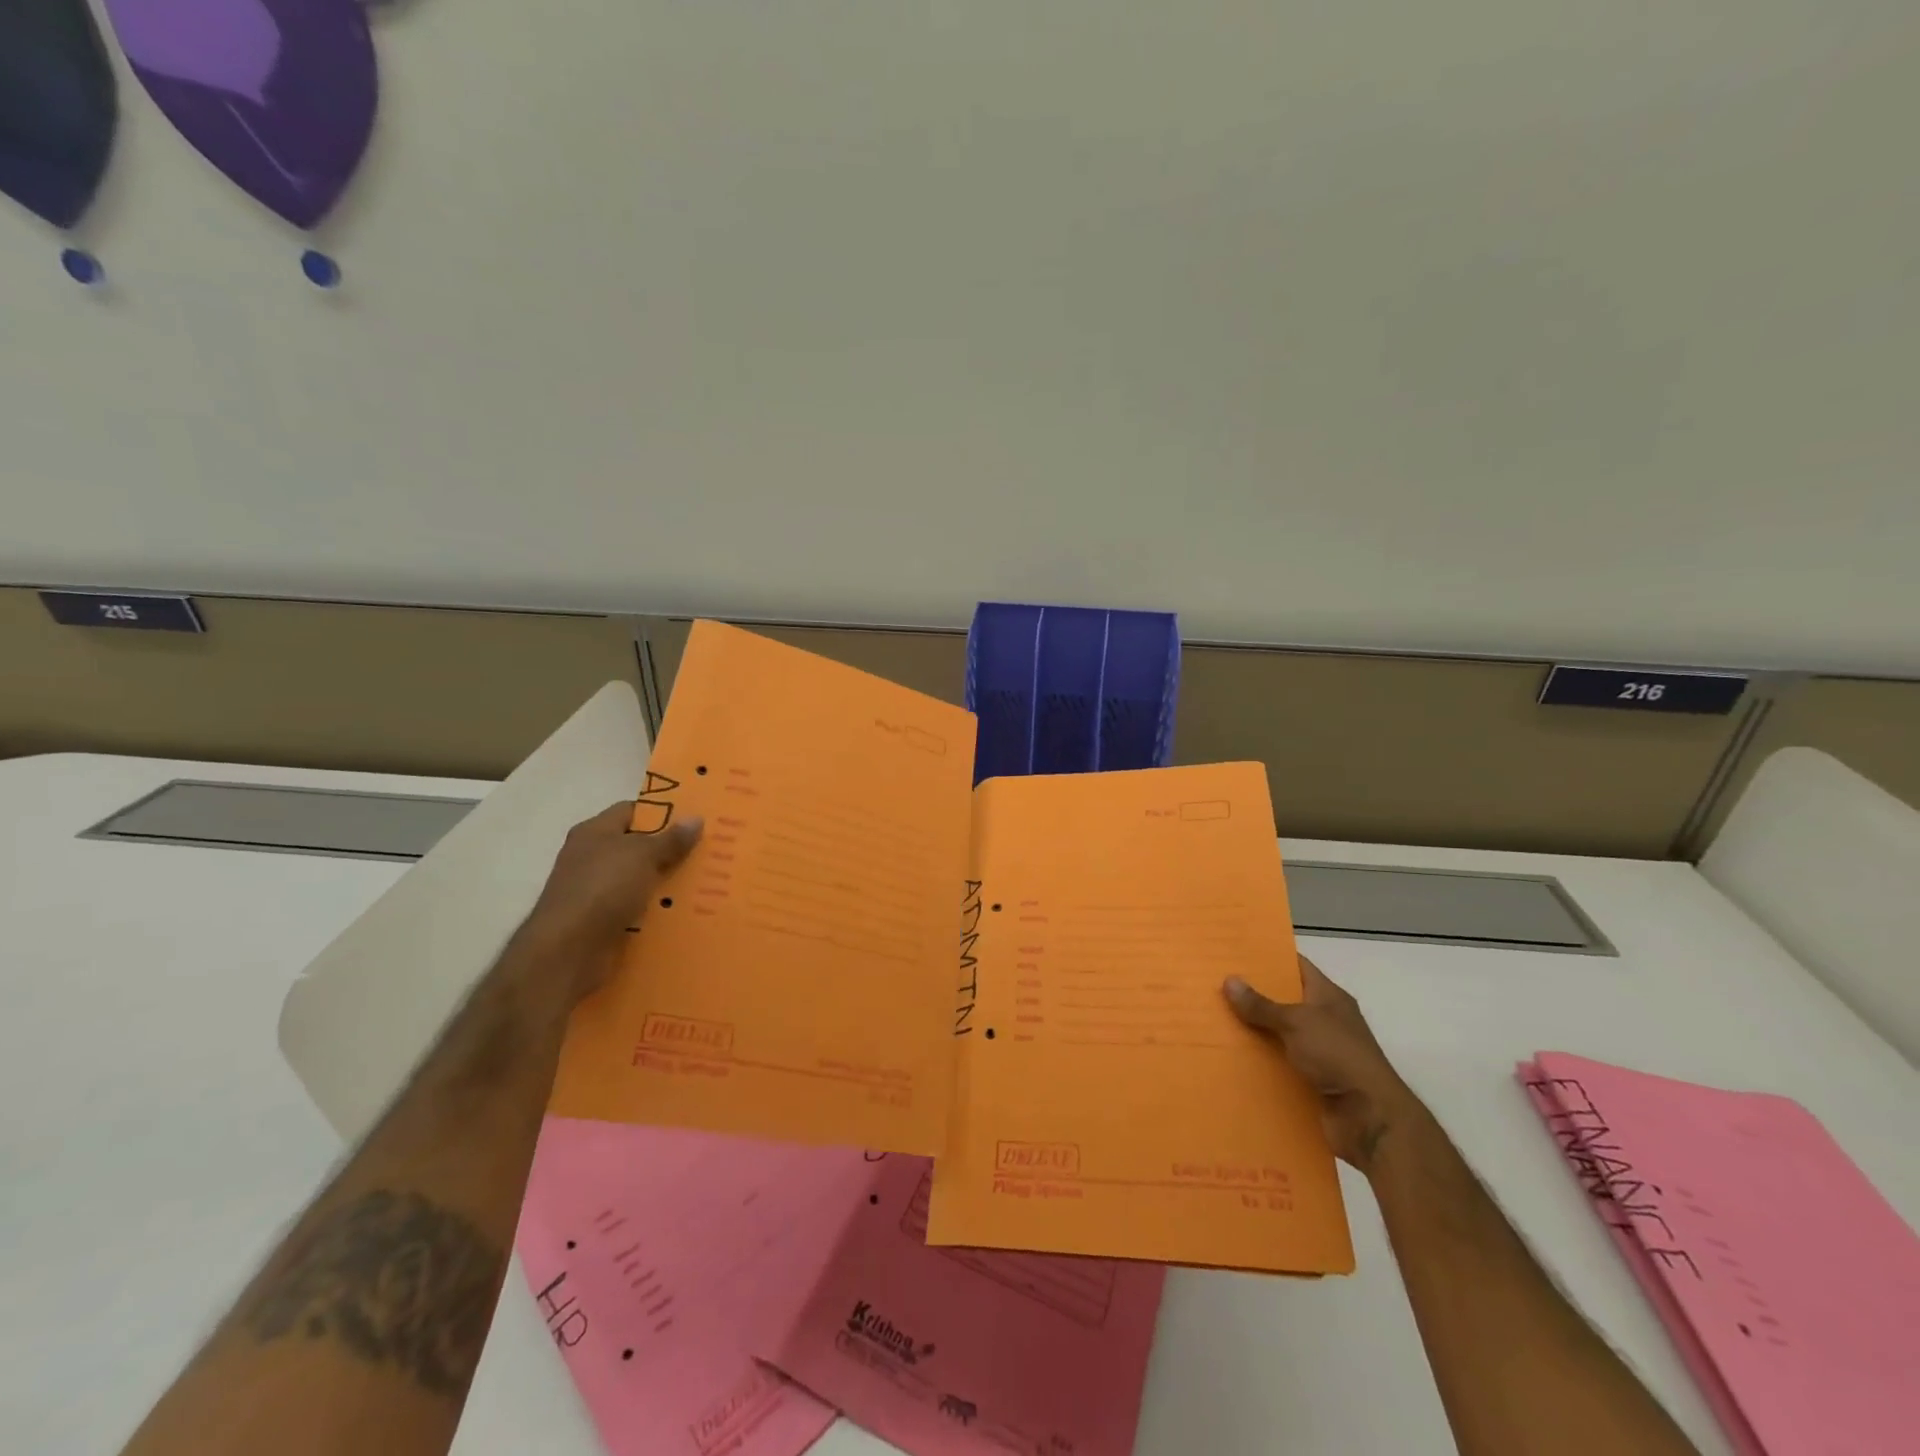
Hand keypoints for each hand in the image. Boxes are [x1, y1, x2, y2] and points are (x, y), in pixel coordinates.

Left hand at [523, 802, 702, 999]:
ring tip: (706, 881)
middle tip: (708, 850)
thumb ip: (671, 839)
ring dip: (667, 882)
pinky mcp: (602, 921)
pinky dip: (657, 909)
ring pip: (640, 879)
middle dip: (670, 849)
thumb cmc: (603, 888)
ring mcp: (596, 891)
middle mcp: (592, 857)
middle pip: (638, 846)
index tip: (694, 820)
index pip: (631, 811)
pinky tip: (685, 910)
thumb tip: (696, 818)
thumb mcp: (643, 855)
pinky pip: (637, 907)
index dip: (662, 812)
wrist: (568, 951)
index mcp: (594, 832)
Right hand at [1224, 955, 1423, 1173]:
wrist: (1369, 1118)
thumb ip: (1262, 1004)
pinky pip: (1278, 1062)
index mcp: (1328, 997)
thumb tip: (1229, 980)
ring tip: (1212, 1018)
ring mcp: (1318, 1051)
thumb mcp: (1297, 1022)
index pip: (1296, 966)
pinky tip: (1228, 1055)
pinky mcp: (1310, 1079)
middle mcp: (1324, 1020)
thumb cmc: (1338, 1056)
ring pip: (1277, 1033)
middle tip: (1214, 983)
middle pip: (1283, 1000)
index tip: (1236, 951)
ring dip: (1252, 1029)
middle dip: (1252, 994)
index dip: (1269, 957)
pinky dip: (1258, 1060)